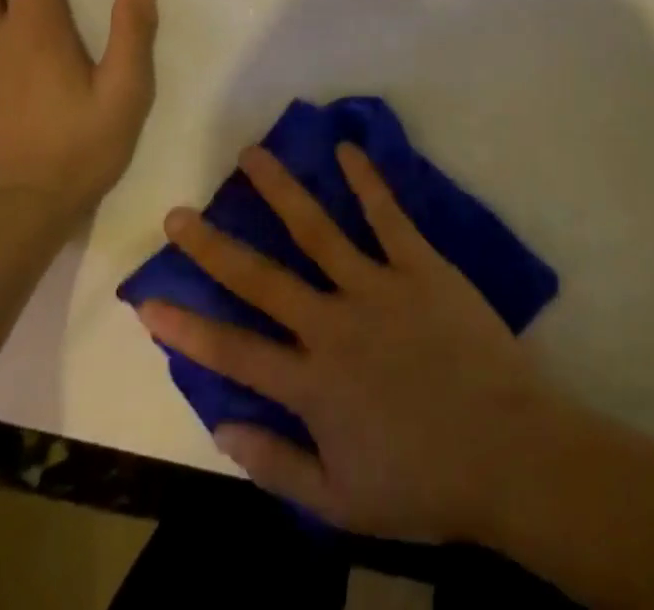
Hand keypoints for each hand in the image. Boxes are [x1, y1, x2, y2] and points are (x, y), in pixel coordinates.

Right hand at [135, 144, 557, 542]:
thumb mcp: (339, 503)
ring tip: (252, 155)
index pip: (232, 351)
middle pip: (262, 278)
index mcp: (312, 384)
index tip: (145, 299)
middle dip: (214, 246)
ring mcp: (378, 287)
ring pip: (318, 230)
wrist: (508, 453)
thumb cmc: (424, 482)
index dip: (186, 326)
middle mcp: (334, 325)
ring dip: (281, 190)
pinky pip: (388, 216)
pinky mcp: (421, 265)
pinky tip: (345, 149)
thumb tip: (218, 426)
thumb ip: (275, 464)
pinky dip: (366, 181)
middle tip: (179, 213)